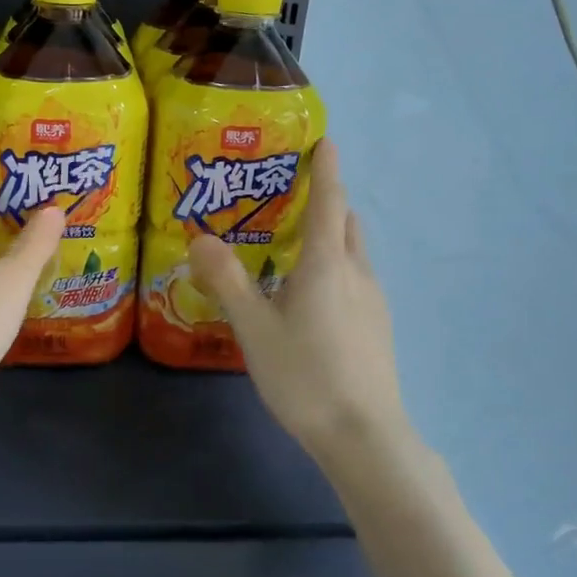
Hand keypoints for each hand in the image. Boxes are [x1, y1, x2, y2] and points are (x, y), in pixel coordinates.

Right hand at [188, 140, 407, 461]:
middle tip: (291, 198)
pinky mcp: (377, 328)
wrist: (364, 436)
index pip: (330, 202)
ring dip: (332, 237)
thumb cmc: (305, 375)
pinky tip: (310, 297)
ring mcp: (373, 302)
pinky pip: (355, 280)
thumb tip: (199, 237)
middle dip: (327, 202)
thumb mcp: (254, 328)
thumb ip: (227, 280)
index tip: (326, 140)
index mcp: (327, 264)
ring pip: (353, 253)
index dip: (327, 168)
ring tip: (294, 247)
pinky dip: (336, 268)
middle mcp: (357, 274)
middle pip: (347, 223)